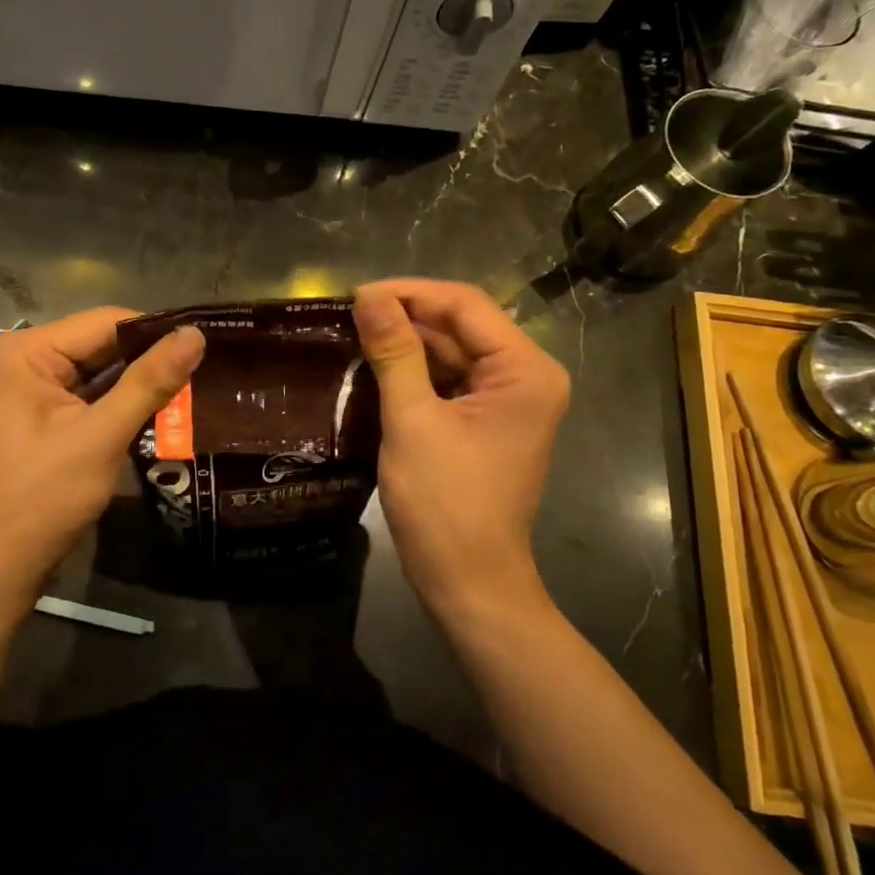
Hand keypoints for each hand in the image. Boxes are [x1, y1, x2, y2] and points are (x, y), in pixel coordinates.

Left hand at [0, 308, 205, 592]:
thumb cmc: (46, 495)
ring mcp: (41, 386)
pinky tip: (169, 406)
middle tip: (209, 366)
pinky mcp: (53, 412)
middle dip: (152, 358)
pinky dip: (130, 400)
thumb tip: (196, 335)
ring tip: (199, 383)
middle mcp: (31, 358)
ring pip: (107, 369)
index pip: (107, 322)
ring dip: (145, 380)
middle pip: (106, 343)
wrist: (6, 559)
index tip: (206, 344)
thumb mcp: (101, 435)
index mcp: (29, 351)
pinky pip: (100, 392)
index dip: (156, 332)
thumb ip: (149, 382)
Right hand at [352, 279, 569, 616]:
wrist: (468, 582)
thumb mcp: (413, 422)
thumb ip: (394, 353)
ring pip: (453, 351)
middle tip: (348, 316)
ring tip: (354, 336)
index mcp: (525, 371)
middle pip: (461, 325)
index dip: (409, 293)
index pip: (465, 305)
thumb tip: (368, 297)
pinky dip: (415, 372)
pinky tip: (376, 368)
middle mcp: (526, 376)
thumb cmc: (444, 504)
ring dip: (407, 344)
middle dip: (406, 317)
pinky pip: (450, 380)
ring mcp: (508, 400)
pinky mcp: (488, 421)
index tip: (356, 296)